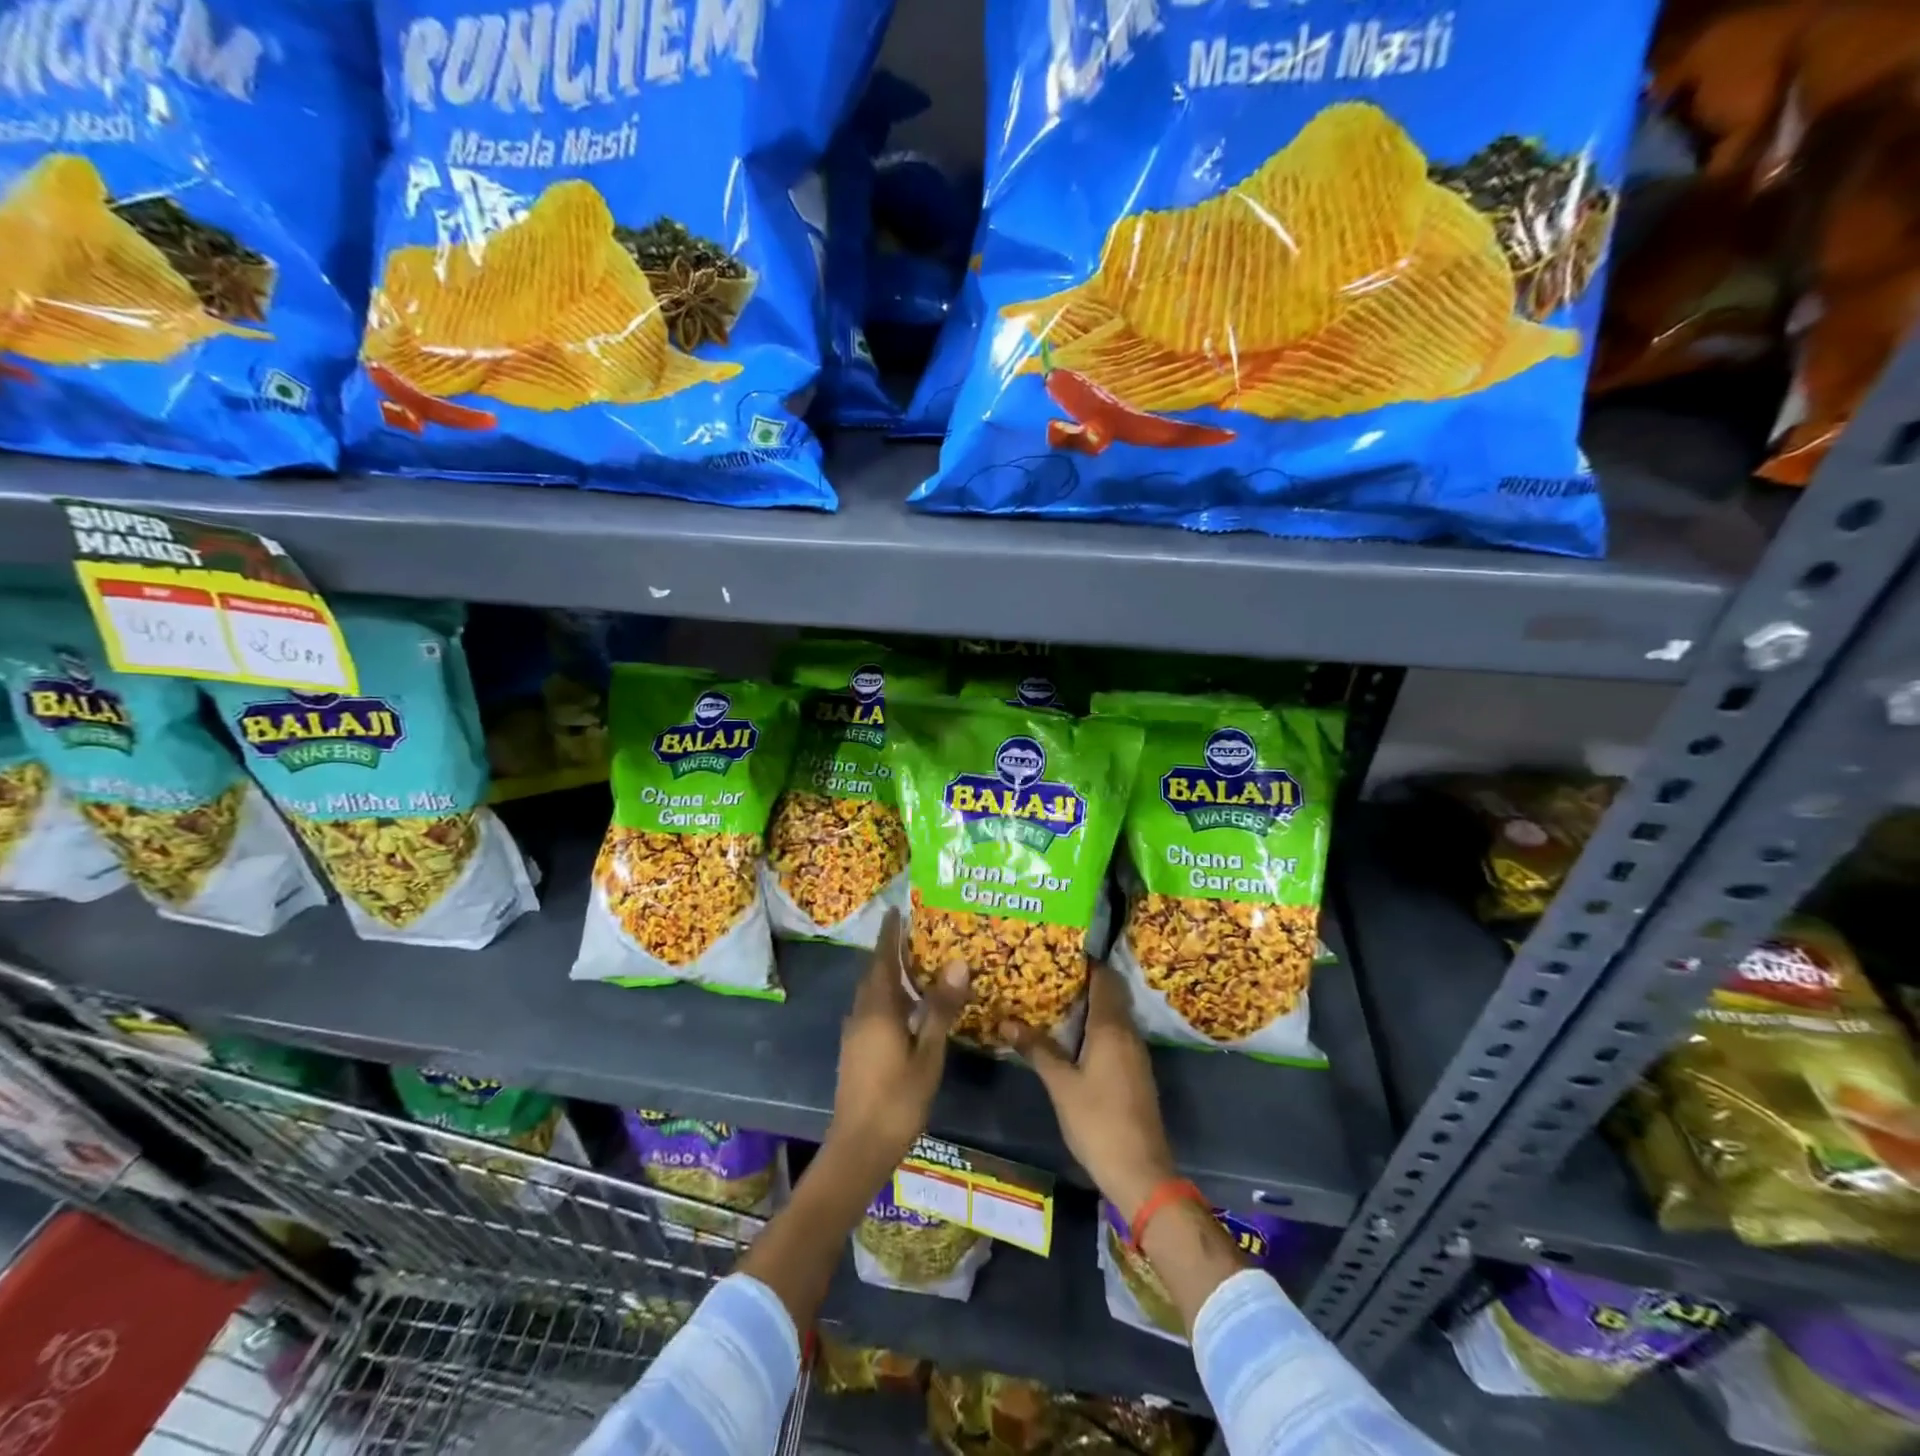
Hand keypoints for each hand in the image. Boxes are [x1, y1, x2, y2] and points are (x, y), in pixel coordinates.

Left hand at [827, 911, 969, 1171]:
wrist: (858, 1148)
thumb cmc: (897, 1100)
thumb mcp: (928, 1054)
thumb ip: (940, 1009)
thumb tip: (957, 963)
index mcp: (877, 1009)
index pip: (882, 959)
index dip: (889, 934)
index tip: (896, 910)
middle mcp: (861, 1014)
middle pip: (874, 974)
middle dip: (890, 953)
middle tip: (915, 936)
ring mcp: (854, 1034)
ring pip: (871, 994)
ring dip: (889, 977)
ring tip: (916, 969)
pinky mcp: (855, 1052)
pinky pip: (871, 1011)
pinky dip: (888, 999)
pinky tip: (907, 1011)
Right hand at [1001, 962, 1176, 1217]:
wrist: (1141, 1172)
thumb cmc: (1098, 1122)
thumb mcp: (1061, 1085)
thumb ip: (1037, 1049)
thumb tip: (1006, 1021)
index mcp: (1111, 1028)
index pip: (1104, 979)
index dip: (1086, 962)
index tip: (1059, 952)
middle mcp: (1128, 1033)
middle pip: (1110, 994)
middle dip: (1084, 982)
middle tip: (1049, 975)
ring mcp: (1135, 1054)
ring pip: (1113, 1015)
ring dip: (1089, 1005)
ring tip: (1054, 1001)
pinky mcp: (1135, 1073)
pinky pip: (1116, 1035)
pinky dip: (1096, 1027)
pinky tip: (1072, 1037)